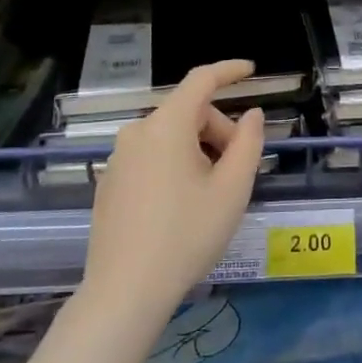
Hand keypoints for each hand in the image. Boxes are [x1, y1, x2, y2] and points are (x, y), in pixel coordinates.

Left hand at [83, 60, 266, 320]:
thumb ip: (248, 143)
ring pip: (170, 138)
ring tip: (211, 195)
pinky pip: (151, 158)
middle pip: (188, 114)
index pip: (201, 80)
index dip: (229, 71)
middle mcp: (137, 132)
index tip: (252, 70)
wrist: (125, 292)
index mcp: (166, 126)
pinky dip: (174, 166)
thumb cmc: (187, 236)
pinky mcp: (109, 183)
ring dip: (198, 152)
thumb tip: (251, 115)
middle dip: (218, 133)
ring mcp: (118, 158)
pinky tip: (181, 208)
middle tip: (237, 173)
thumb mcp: (232, 190)